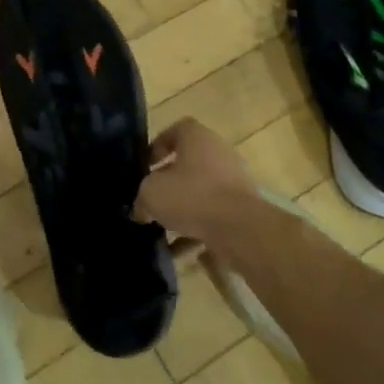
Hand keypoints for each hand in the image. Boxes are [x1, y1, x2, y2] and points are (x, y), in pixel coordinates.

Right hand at [135, 119, 258, 241]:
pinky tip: (180, 252)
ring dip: (181, 212)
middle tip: (151, 201)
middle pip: (188, 164)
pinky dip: (196, 232)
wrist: (240, 228)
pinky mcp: (241, 209)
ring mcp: (234, 182)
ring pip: (200, 194)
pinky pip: (212, 217)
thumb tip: (142, 209)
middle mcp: (219, 154)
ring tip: (162, 232)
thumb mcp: (151, 193)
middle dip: (168, 184)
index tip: (146, 166)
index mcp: (198, 138)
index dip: (158, 146)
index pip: (176, 130)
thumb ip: (142, 197)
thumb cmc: (192, 196)